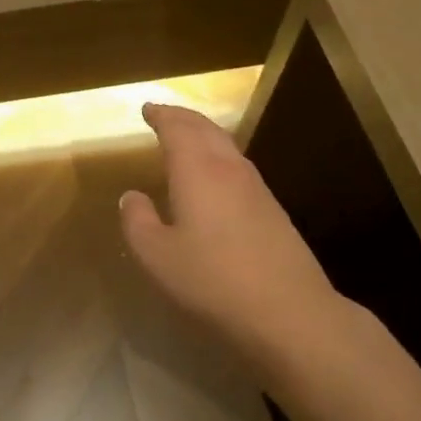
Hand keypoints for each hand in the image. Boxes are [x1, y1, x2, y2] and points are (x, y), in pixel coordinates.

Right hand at [119, 103, 344, 367]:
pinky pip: (239, 169)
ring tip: (187, 140)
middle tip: (165, 115)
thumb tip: (132, 196)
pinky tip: (215, 180)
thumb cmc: (213, 281)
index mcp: (198, 171)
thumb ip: (138, 222)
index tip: (147, 108)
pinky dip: (219, 159)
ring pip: (227, 147)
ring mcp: (257, 189)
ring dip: (204, 136)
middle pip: (206, 130)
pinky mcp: (273, 212)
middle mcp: (230, 169)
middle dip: (183, 118)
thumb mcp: (157, 256)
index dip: (161, 116)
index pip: (178, 128)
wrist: (289, 312)